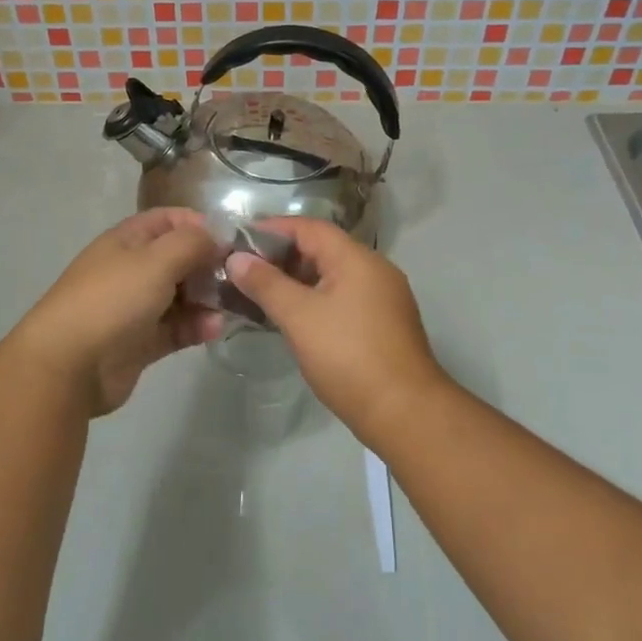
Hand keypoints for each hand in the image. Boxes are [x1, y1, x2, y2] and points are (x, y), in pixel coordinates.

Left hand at [11, 208, 224, 414]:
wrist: (67, 365)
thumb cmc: (112, 300)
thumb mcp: (156, 260)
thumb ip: (192, 243)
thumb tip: (216, 239)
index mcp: (128, 240)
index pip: (169, 220)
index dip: (200, 225)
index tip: (233, 241)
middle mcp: (132, 269)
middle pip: (180, 258)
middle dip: (210, 265)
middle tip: (240, 277)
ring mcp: (136, 307)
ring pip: (182, 295)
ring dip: (208, 298)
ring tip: (233, 306)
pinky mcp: (141, 342)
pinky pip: (177, 328)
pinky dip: (197, 326)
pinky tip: (215, 328)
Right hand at [226, 219, 447, 438]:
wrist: (405, 412)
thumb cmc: (348, 356)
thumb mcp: (299, 317)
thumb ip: (266, 283)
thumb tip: (236, 258)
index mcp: (356, 258)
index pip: (309, 227)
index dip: (272, 229)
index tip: (238, 240)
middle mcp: (374, 269)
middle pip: (322, 249)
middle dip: (282, 256)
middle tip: (244, 270)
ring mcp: (383, 297)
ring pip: (332, 275)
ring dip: (297, 280)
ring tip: (261, 294)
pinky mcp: (384, 324)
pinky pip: (343, 297)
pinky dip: (316, 299)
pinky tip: (293, 318)